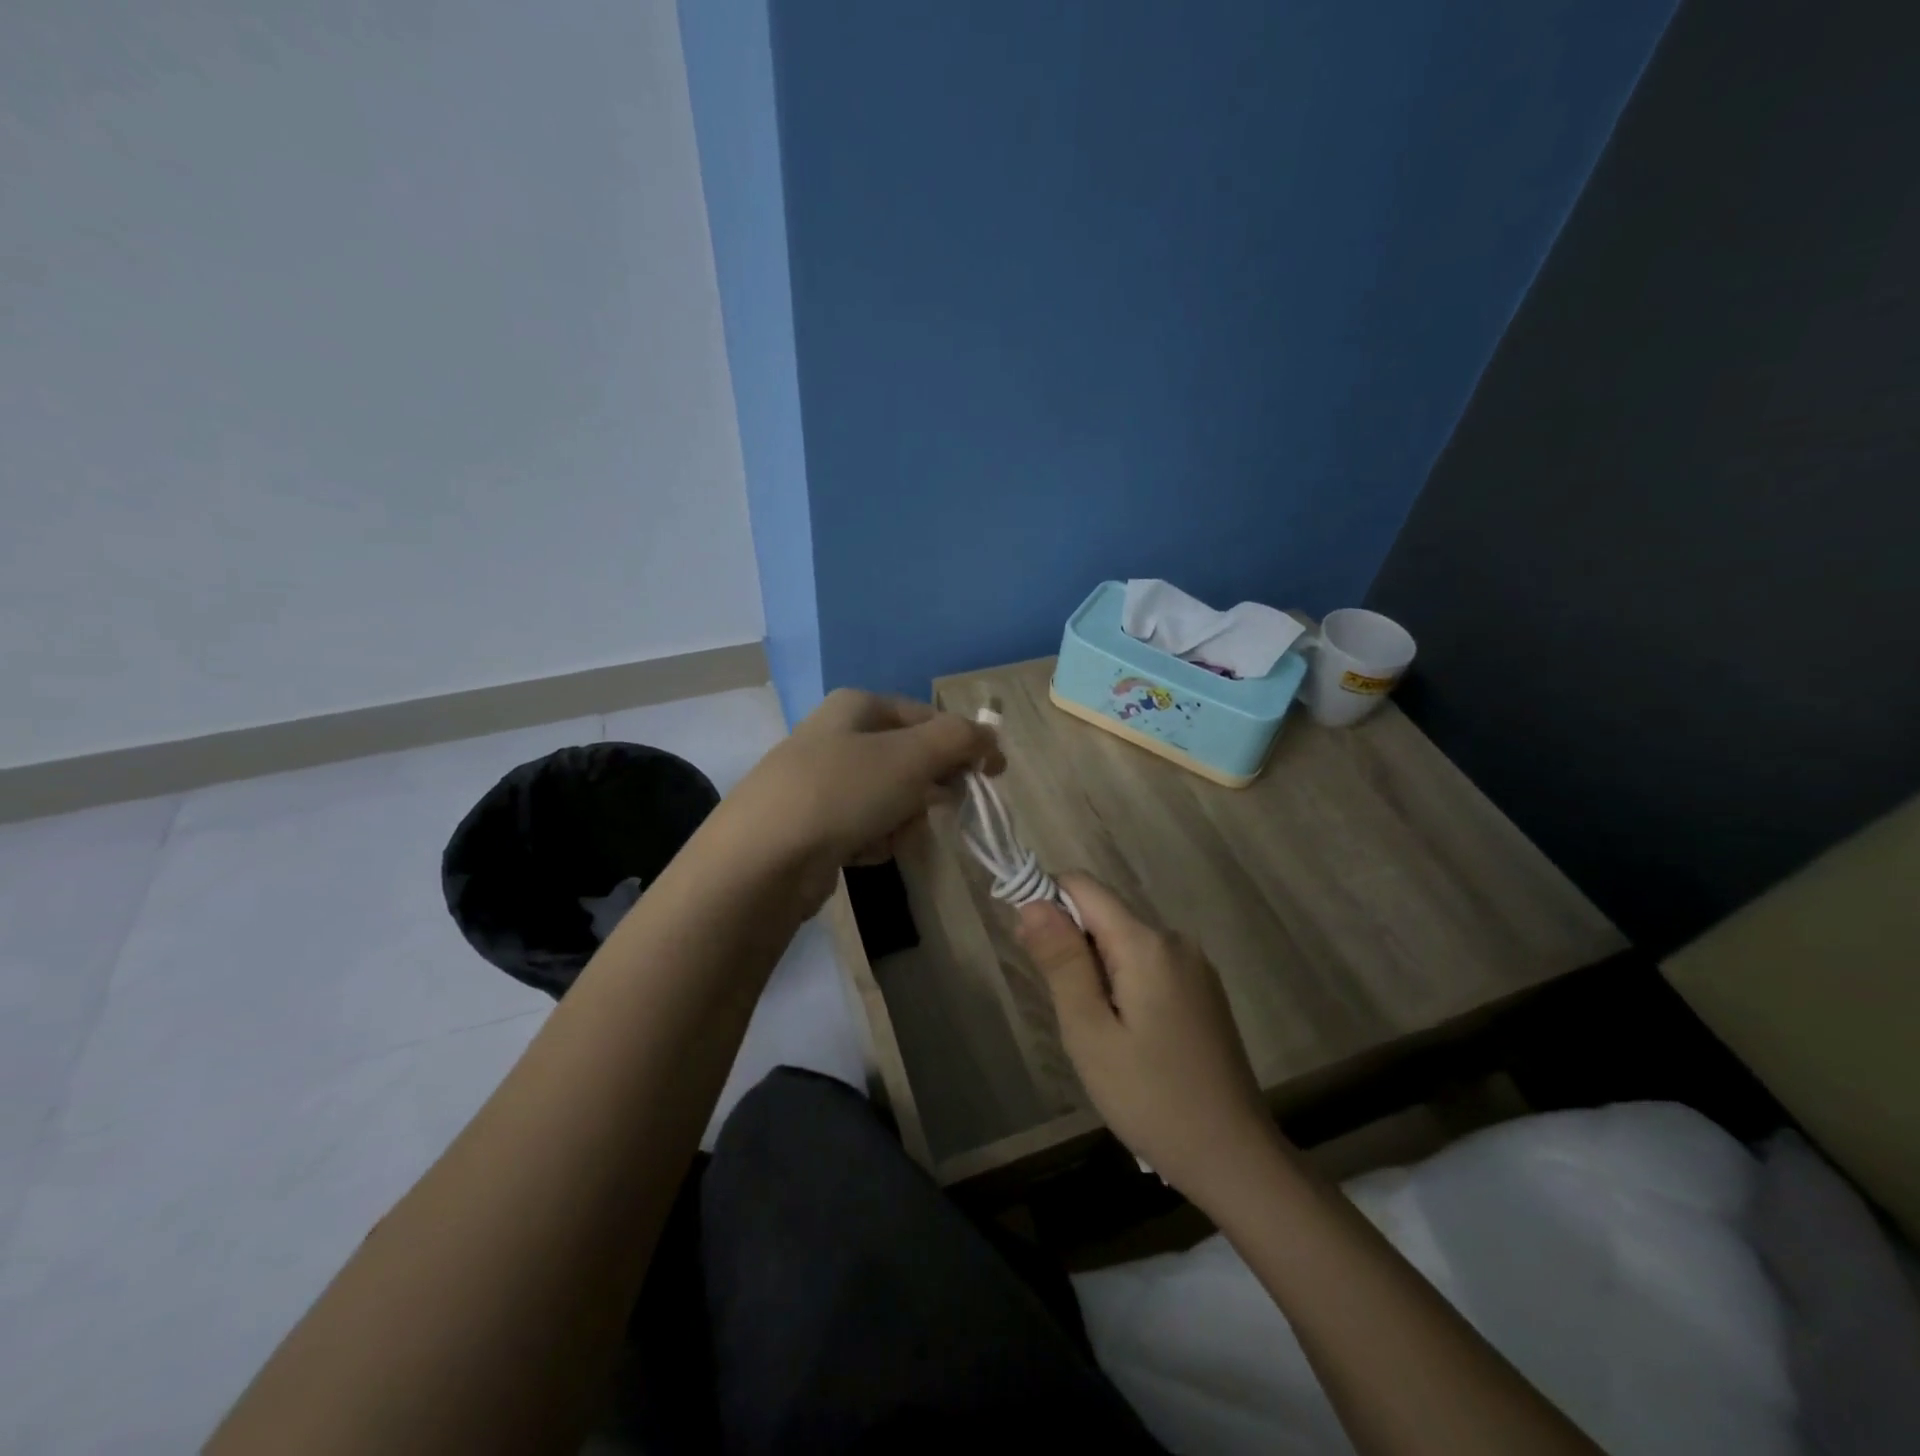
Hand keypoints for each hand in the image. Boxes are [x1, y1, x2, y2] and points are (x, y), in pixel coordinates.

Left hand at [723, 689, 1003, 901]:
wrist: (762, 859)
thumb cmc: (843, 791)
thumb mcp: (912, 756)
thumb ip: (960, 740)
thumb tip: (991, 737)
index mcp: (857, 706)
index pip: (927, 717)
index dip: (965, 743)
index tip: (993, 774)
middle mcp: (837, 736)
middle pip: (909, 759)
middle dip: (927, 788)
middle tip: (936, 807)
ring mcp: (821, 782)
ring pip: (891, 798)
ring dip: (901, 819)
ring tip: (886, 834)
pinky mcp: (813, 824)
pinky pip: (865, 827)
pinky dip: (874, 841)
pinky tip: (861, 851)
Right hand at [1018, 874, 1274, 1205]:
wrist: (1234, 1158)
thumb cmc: (1151, 1098)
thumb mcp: (1090, 1032)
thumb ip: (1062, 961)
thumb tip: (1033, 902)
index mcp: (1147, 944)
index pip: (1083, 887)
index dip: (1046, 902)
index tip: (1029, 948)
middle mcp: (1175, 941)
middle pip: (1105, 915)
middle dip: (1072, 947)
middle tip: (1066, 1012)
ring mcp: (1195, 966)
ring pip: (1125, 943)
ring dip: (1097, 971)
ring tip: (1098, 1033)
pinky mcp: (1203, 991)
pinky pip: (1149, 966)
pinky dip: (1123, 985)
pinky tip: (1128, 1037)